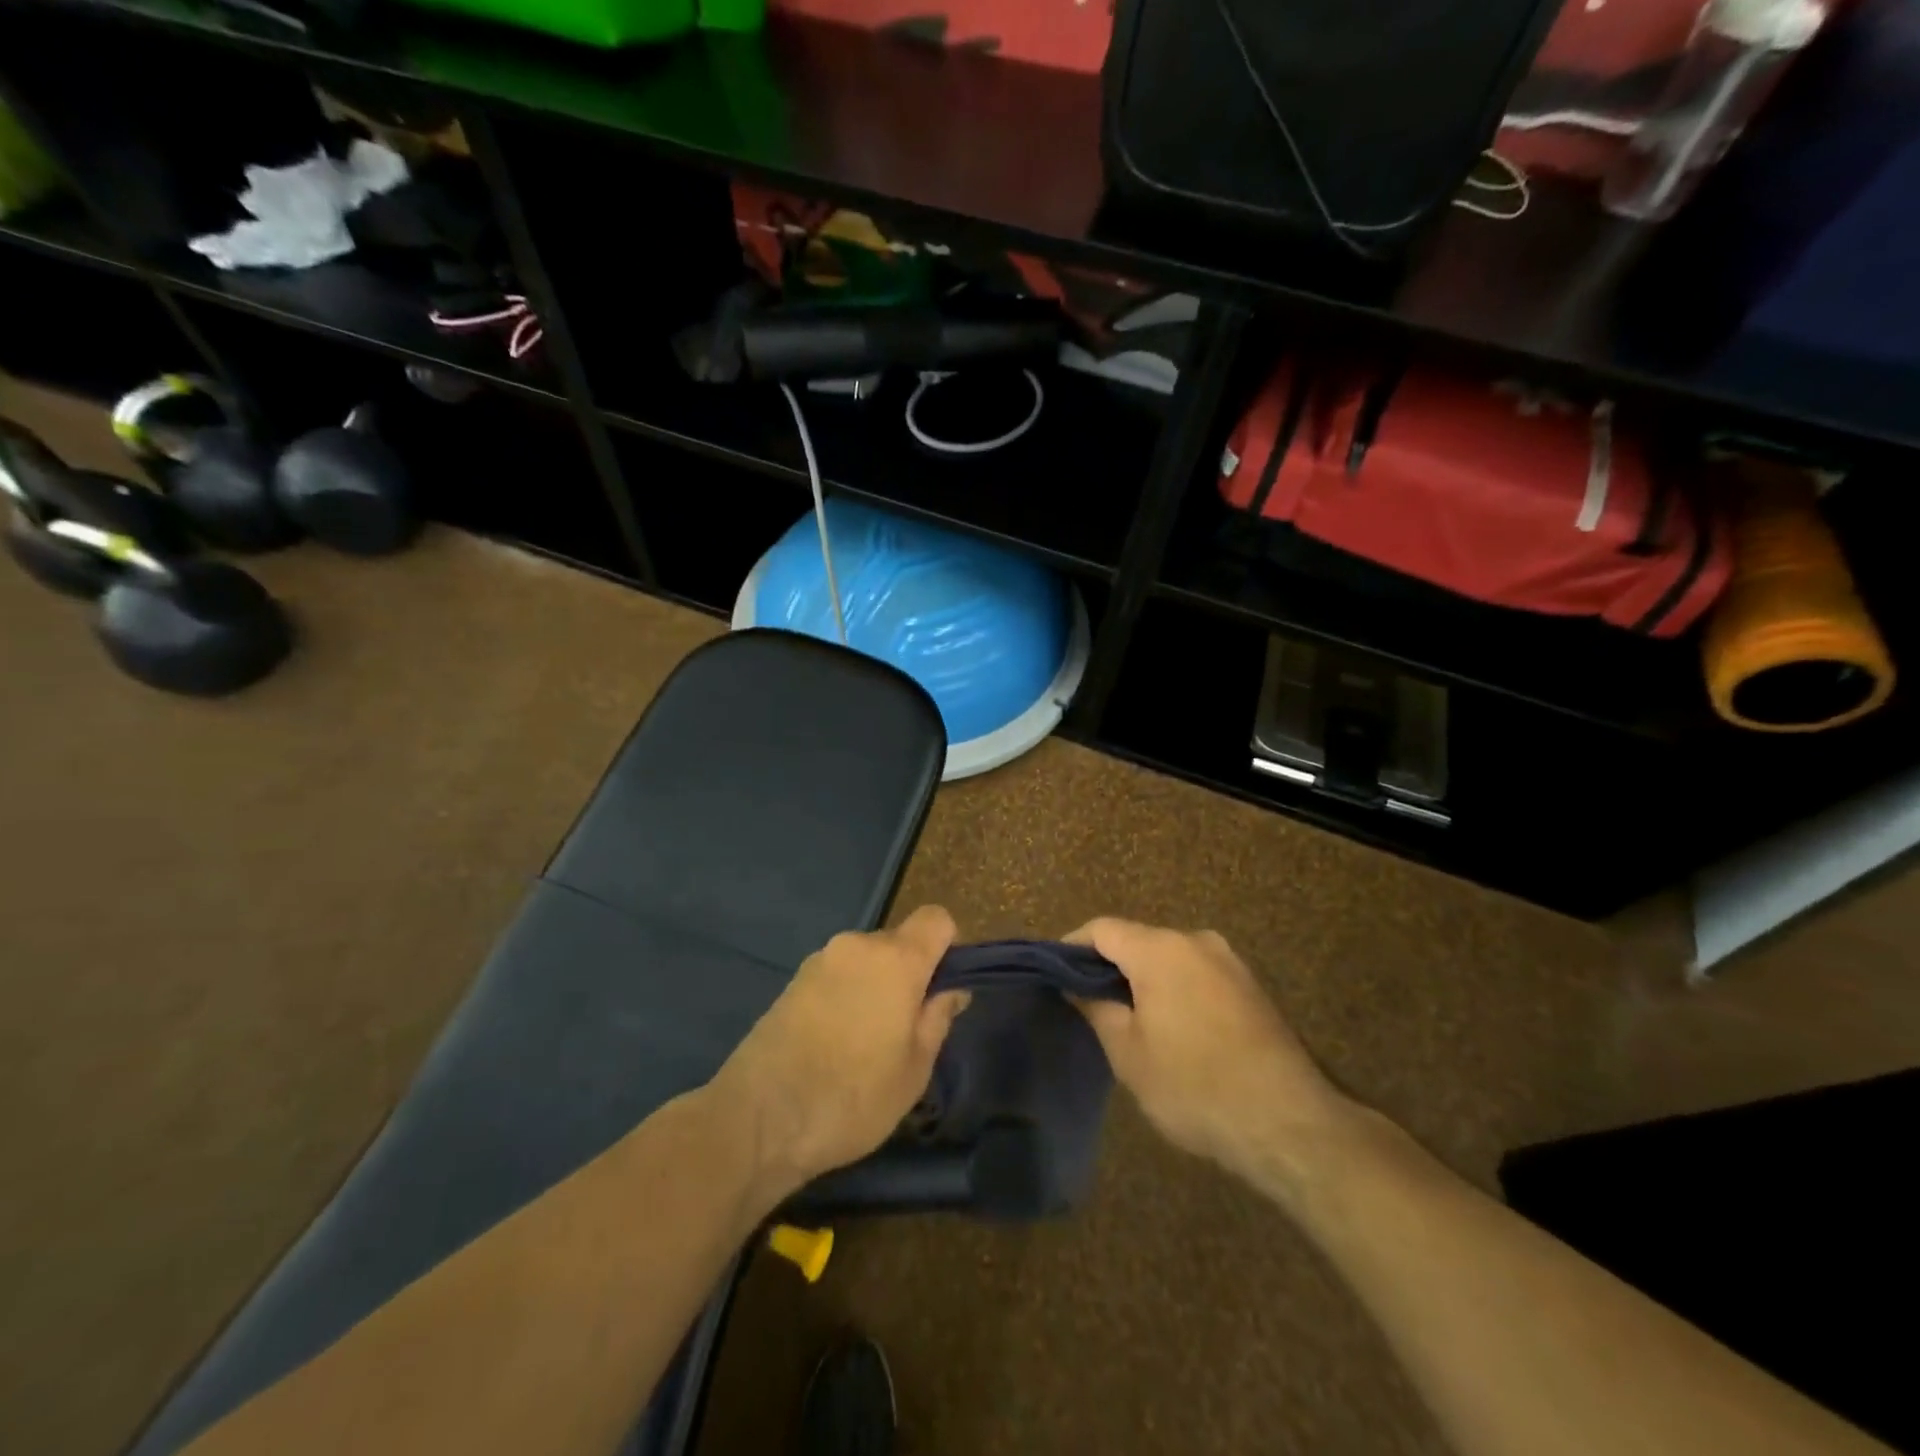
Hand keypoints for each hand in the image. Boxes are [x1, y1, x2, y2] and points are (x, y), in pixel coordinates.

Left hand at [710, 905, 968, 1205]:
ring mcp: (820, 960)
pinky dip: (846, 995)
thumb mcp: (914, 1070)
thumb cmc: (852, 1097)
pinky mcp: (793, 980)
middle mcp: (857, 946)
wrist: (758, 1119)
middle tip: (906, 1028)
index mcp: (895, 959)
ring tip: (866, 1043)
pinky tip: (834, 1043)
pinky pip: (837, 975)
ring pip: (866, 960)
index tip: (942, 988)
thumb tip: (952, 990)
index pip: (936, 918)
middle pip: (899, 941)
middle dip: (910, 973)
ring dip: (876, 986)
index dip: (948, 946)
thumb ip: (937, 1019)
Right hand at [1067, 918, 1355, 1194]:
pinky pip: (1196, 973)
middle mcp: (1195, 941)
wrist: (1289, 1123)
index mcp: (1160, 949)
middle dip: (1109, 966)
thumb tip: (1075, 985)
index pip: (1102, 929)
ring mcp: (1228, 961)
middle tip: (1088, 1004)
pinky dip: (1174, 989)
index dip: (1072, 946)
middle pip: (1137, 939)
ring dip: (1143, 979)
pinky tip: (1171, 1028)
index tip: (1055, 974)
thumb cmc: (1194, 1086)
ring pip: (1168, 957)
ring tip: (1127, 1019)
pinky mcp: (1250, 986)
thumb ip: (1096, 1009)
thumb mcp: (1129, 1054)